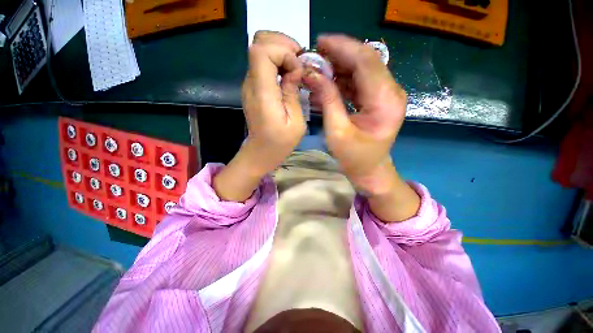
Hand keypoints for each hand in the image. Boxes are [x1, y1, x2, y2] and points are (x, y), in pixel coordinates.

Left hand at [214, 31, 305, 201]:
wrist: (261, 152)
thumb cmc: (280, 142)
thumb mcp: (296, 122)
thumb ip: (293, 93)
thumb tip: (294, 70)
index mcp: (262, 94)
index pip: (261, 51)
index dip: (283, 51)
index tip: (297, 70)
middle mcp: (251, 84)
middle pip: (258, 42)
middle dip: (282, 44)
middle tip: (299, 61)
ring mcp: (250, 84)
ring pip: (260, 49)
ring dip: (281, 52)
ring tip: (296, 68)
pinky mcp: (253, 87)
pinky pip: (262, 63)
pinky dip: (277, 61)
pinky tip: (288, 75)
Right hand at [303, 35, 419, 220]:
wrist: (370, 170)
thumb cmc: (354, 157)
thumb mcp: (336, 131)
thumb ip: (327, 100)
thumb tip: (313, 74)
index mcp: (385, 102)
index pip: (366, 61)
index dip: (342, 48)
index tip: (320, 42)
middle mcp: (392, 92)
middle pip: (366, 61)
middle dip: (340, 54)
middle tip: (315, 54)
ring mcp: (387, 94)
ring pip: (363, 69)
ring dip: (340, 66)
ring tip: (319, 67)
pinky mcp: (379, 99)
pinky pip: (361, 81)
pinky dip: (344, 79)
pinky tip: (329, 82)